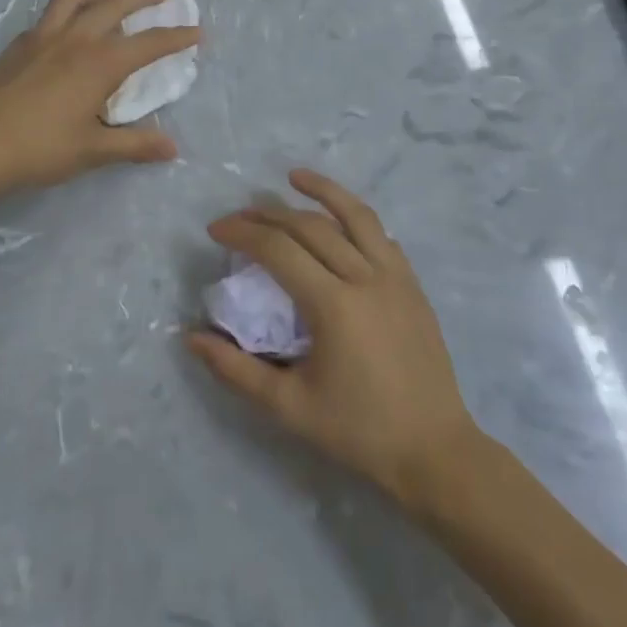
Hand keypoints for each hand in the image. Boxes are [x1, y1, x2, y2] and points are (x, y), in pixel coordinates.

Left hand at [0, 0, 199, 193]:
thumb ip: (133, 145)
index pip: (148, 44)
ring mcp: (43, 37)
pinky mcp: (19, 44)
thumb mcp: (91, 150)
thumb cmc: (37, 148)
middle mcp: (75, 39)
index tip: (196, 30)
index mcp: (99, 63)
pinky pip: (52, 12)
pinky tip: (69, 24)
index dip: (175, 37)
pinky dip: (71, 8)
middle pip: (115, 5)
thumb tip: (172, 148)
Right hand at [187, 169, 482, 509]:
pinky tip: (341, 221)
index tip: (215, 230)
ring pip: (356, 216)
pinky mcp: (413, 286)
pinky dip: (355, 219)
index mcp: (333, 305)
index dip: (242, 232)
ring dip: (323, 190)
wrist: (434, 451)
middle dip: (269, 213)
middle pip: (311, 226)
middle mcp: (366, 278)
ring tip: (295, 176)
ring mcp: (395, 278)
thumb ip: (237, 370)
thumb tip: (192, 338)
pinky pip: (381, 237)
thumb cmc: (358, 431)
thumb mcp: (289, 407)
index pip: (278, 250)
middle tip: (240, 214)